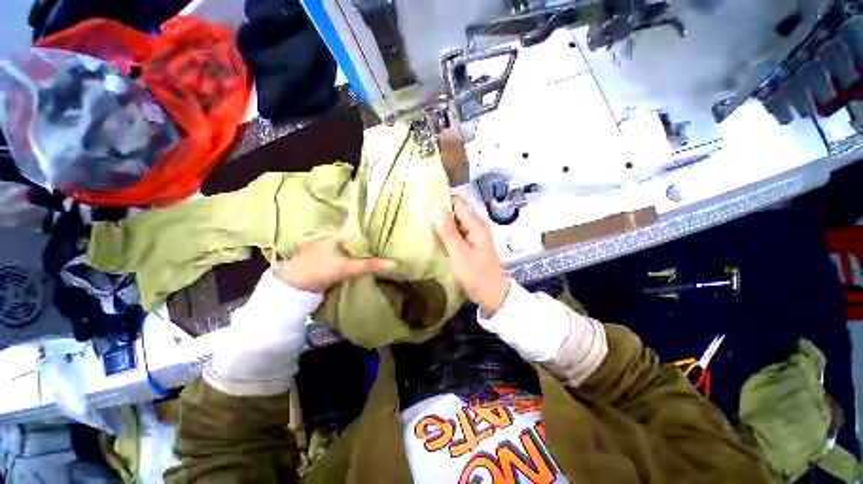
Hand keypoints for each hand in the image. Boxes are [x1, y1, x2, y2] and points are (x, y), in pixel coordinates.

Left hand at [273, 235, 393, 292]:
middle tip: (388, 240)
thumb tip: (393, 264)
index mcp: (337, 232)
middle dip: (370, 238)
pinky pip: (347, 253)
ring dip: (364, 247)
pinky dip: (356, 255)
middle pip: (356, 235)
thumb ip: (370, 265)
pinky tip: (366, 258)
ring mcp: (329, 246)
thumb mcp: (347, 267)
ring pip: (351, 244)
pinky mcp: (328, 258)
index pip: (358, 223)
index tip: (387, 227)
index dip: (372, 225)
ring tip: (381, 248)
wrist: (294, 286)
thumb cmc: (320, 269)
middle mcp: (334, 235)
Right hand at [434, 194, 510, 316]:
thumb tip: (437, 208)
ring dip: (442, 221)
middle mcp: (476, 226)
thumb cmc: (477, 275)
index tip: (425, 200)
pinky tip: (434, 235)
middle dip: (440, 210)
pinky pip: (457, 232)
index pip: (458, 202)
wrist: (493, 294)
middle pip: (457, 210)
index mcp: (476, 225)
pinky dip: (446, 232)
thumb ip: (449, 232)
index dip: (442, 199)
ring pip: (456, 221)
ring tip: (422, 221)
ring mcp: (474, 235)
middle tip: (420, 212)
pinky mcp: (471, 244)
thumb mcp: (460, 254)